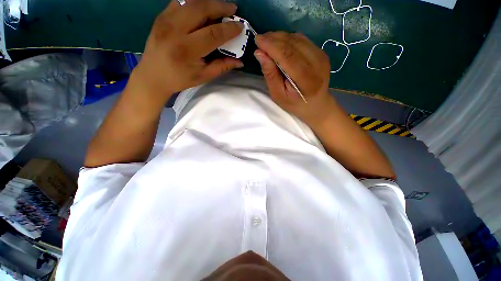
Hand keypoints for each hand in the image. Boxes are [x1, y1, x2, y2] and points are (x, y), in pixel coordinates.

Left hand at [128, 0, 244, 101]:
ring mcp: (165, 20)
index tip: (240, 27)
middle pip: (201, 9)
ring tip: (220, 8)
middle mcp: (175, 30)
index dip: (229, 29)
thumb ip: (221, 67)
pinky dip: (194, 4)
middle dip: (220, 6)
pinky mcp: (161, 17)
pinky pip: (180, 3)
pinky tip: (201, 12)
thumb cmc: (180, 79)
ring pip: (190, 2)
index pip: (213, 34)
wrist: (153, 76)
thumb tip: (239, 62)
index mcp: (187, 50)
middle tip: (233, 9)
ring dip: (208, 3)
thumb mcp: (203, 76)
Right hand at [254, 32, 334, 125]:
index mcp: (306, 80)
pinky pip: (302, 40)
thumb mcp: (278, 95)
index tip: (257, 40)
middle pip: (293, 43)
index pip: (287, 55)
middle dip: (274, 39)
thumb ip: (270, 75)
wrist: (316, 105)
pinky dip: (288, 39)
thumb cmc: (294, 104)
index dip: (271, 45)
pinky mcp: (322, 52)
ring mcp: (322, 56)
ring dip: (280, 37)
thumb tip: (259, 53)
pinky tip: (280, 45)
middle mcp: (317, 64)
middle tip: (260, 40)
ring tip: (268, 42)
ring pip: (297, 38)